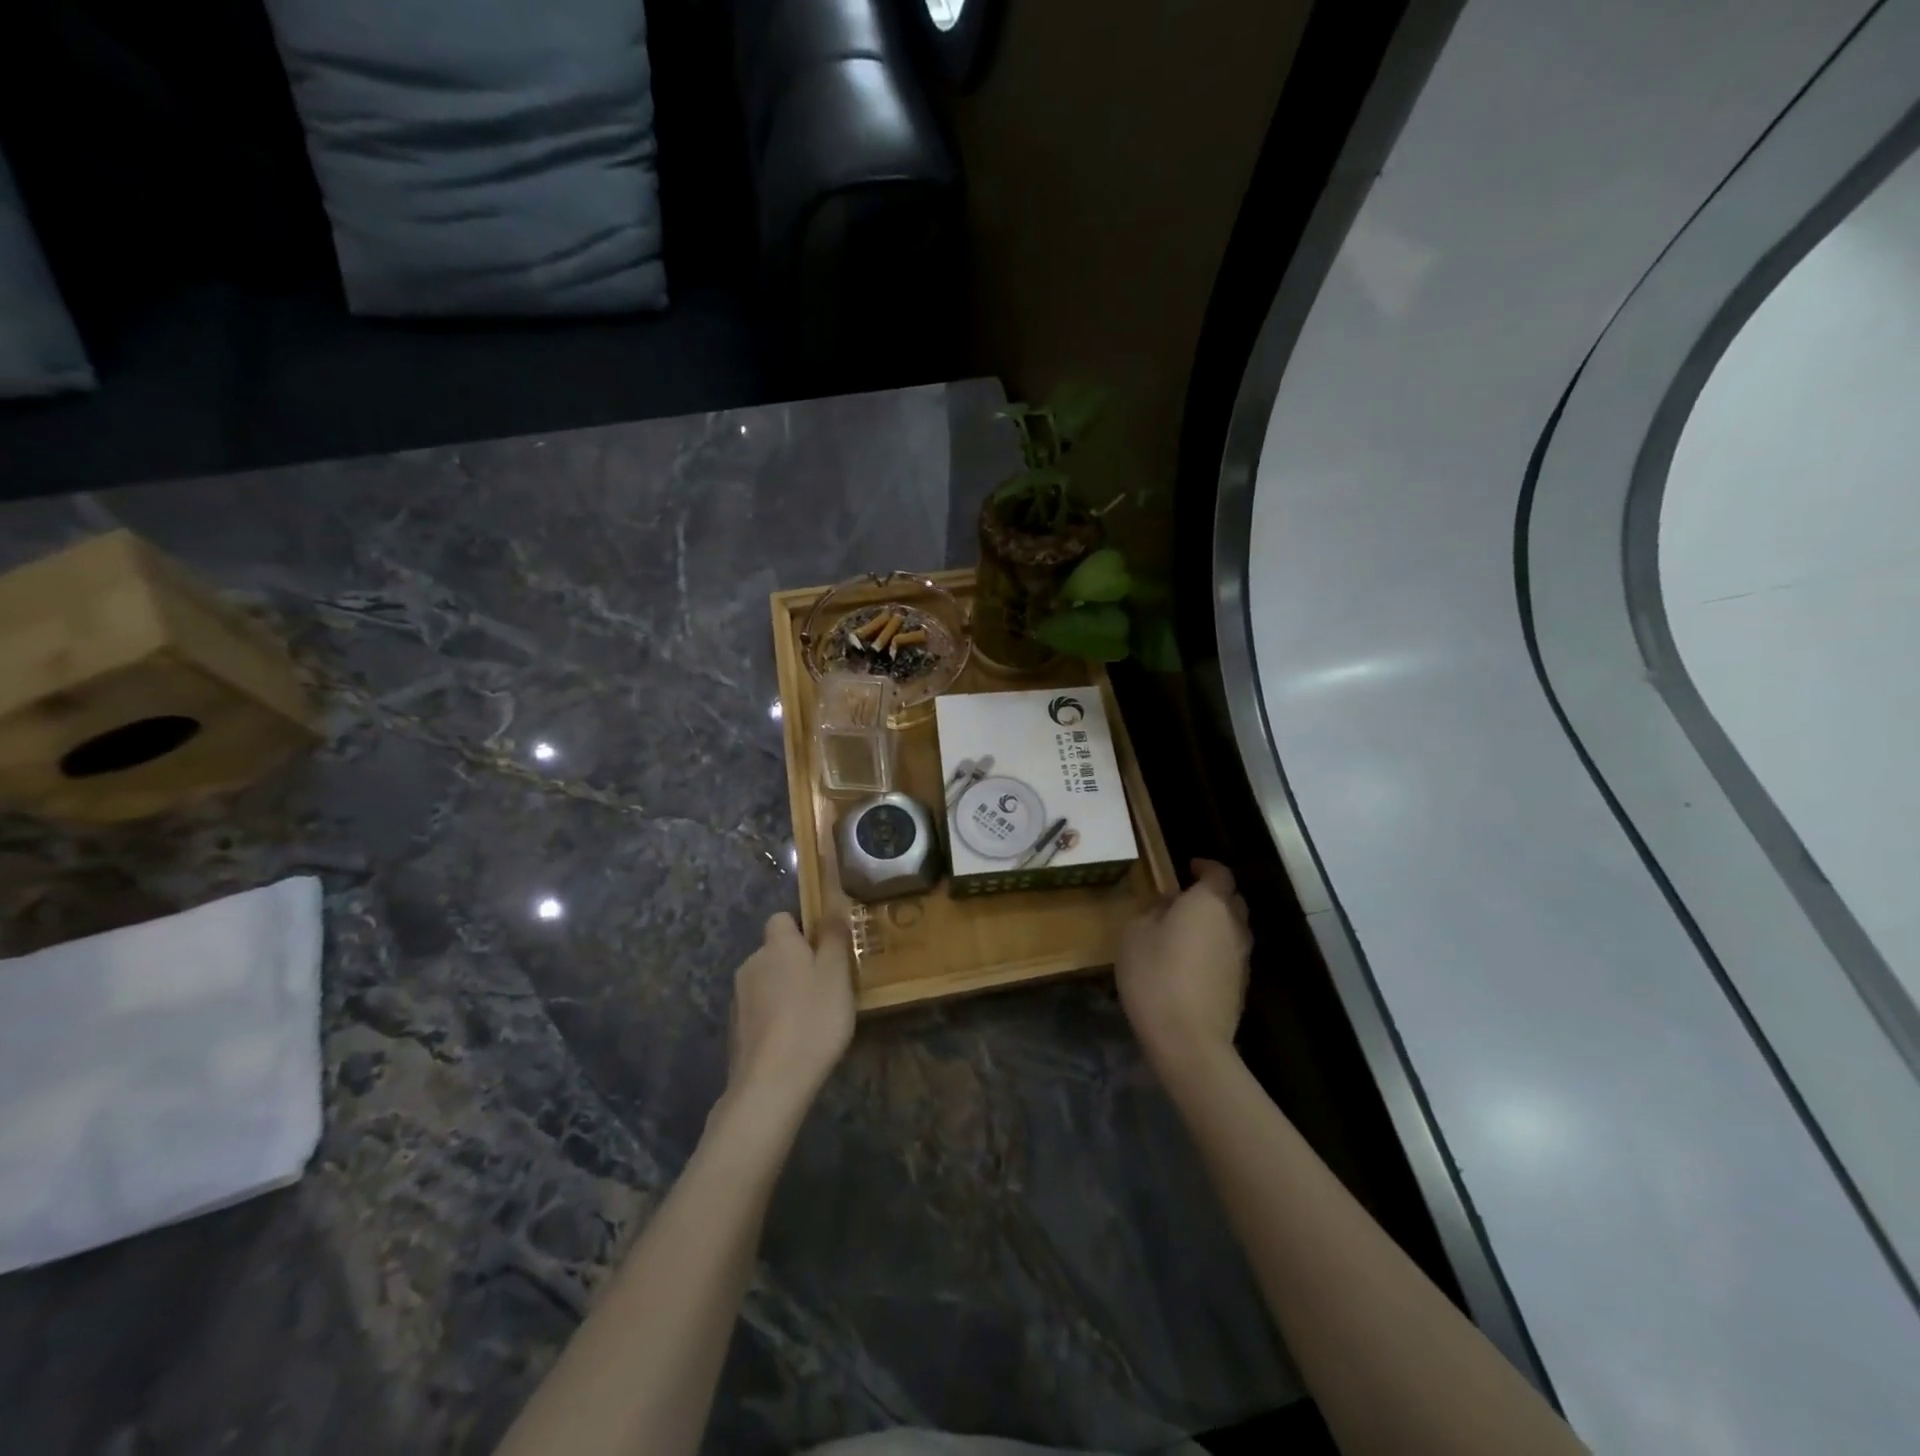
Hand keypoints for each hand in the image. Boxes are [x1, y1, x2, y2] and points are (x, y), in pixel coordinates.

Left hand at [725, 913, 855, 1120]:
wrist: (770, 1084)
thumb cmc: (813, 1020)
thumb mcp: (837, 974)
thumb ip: (834, 936)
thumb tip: (831, 899)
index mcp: (777, 945)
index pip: (782, 918)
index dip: (803, 929)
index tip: (826, 949)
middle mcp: (751, 963)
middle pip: (775, 951)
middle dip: (796, 962)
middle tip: (828, 986)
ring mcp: (739, 998)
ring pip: (766, 981)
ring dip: (785, 991)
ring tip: (812, 1017)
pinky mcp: (735, 1029)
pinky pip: (759, 1009)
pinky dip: (774, 1017)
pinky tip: (793, 1040)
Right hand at [1115, 859, 1251, 1076]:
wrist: (1189, 1039)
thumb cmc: (1155, 975)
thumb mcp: (1135, 934)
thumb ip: (1152, 911)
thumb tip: (1167, 905)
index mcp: (1209, 903)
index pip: (1218, 873)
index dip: (1205, 866)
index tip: (1189, 866)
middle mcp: (1233, 924)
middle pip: (1231, 900)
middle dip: (1212, 895)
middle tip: (1185, 900)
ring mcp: (1241, 957)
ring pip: (1233, 928)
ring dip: (1215, 924)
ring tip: (1186, 932)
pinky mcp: (1241, 985)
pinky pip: (1229, 954)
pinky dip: (1215, 950)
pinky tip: (1192, 963)